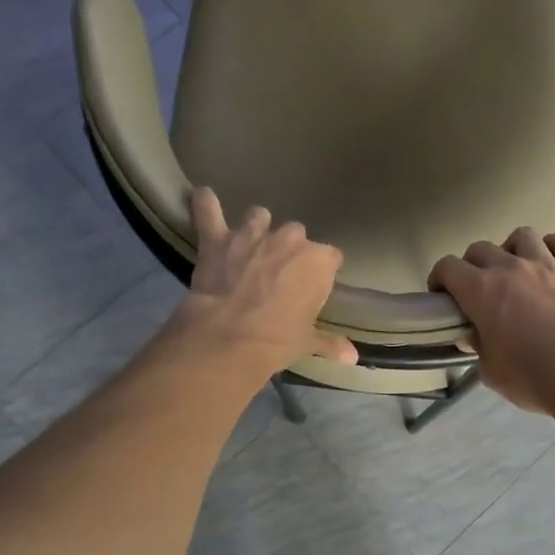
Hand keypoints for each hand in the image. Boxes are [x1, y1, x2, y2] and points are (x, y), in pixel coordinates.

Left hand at [168, 187, 357, 380]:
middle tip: (278, 274)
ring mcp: (253, 234)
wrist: (230, 338)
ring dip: (256, 228)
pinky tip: (202, 197)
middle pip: (295, 235)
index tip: (312, 287)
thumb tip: (352, 358)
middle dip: (288, 250)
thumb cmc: (278, 341)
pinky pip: (209, 212)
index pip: (330, 258)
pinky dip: (205, 205)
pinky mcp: (218, 239)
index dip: (320, 272)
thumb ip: (330, 343)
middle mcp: (290, 240)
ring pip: (259, 216)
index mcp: (318, 262)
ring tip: (249, 244)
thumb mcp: (306, 343)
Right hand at [429, 228, 554, 414]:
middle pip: (479, 248)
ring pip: (521, 235)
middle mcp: (509, 268)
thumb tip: (472, 336)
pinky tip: (551, 261)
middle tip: (476, 291)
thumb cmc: (531, 378)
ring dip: (511, 250)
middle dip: (471, 266)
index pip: (447, 267)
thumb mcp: (491, 371)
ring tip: (514, 271)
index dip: (439, 280)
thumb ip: (478, 347)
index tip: (442, 298)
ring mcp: (545, 264)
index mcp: (480, 290)